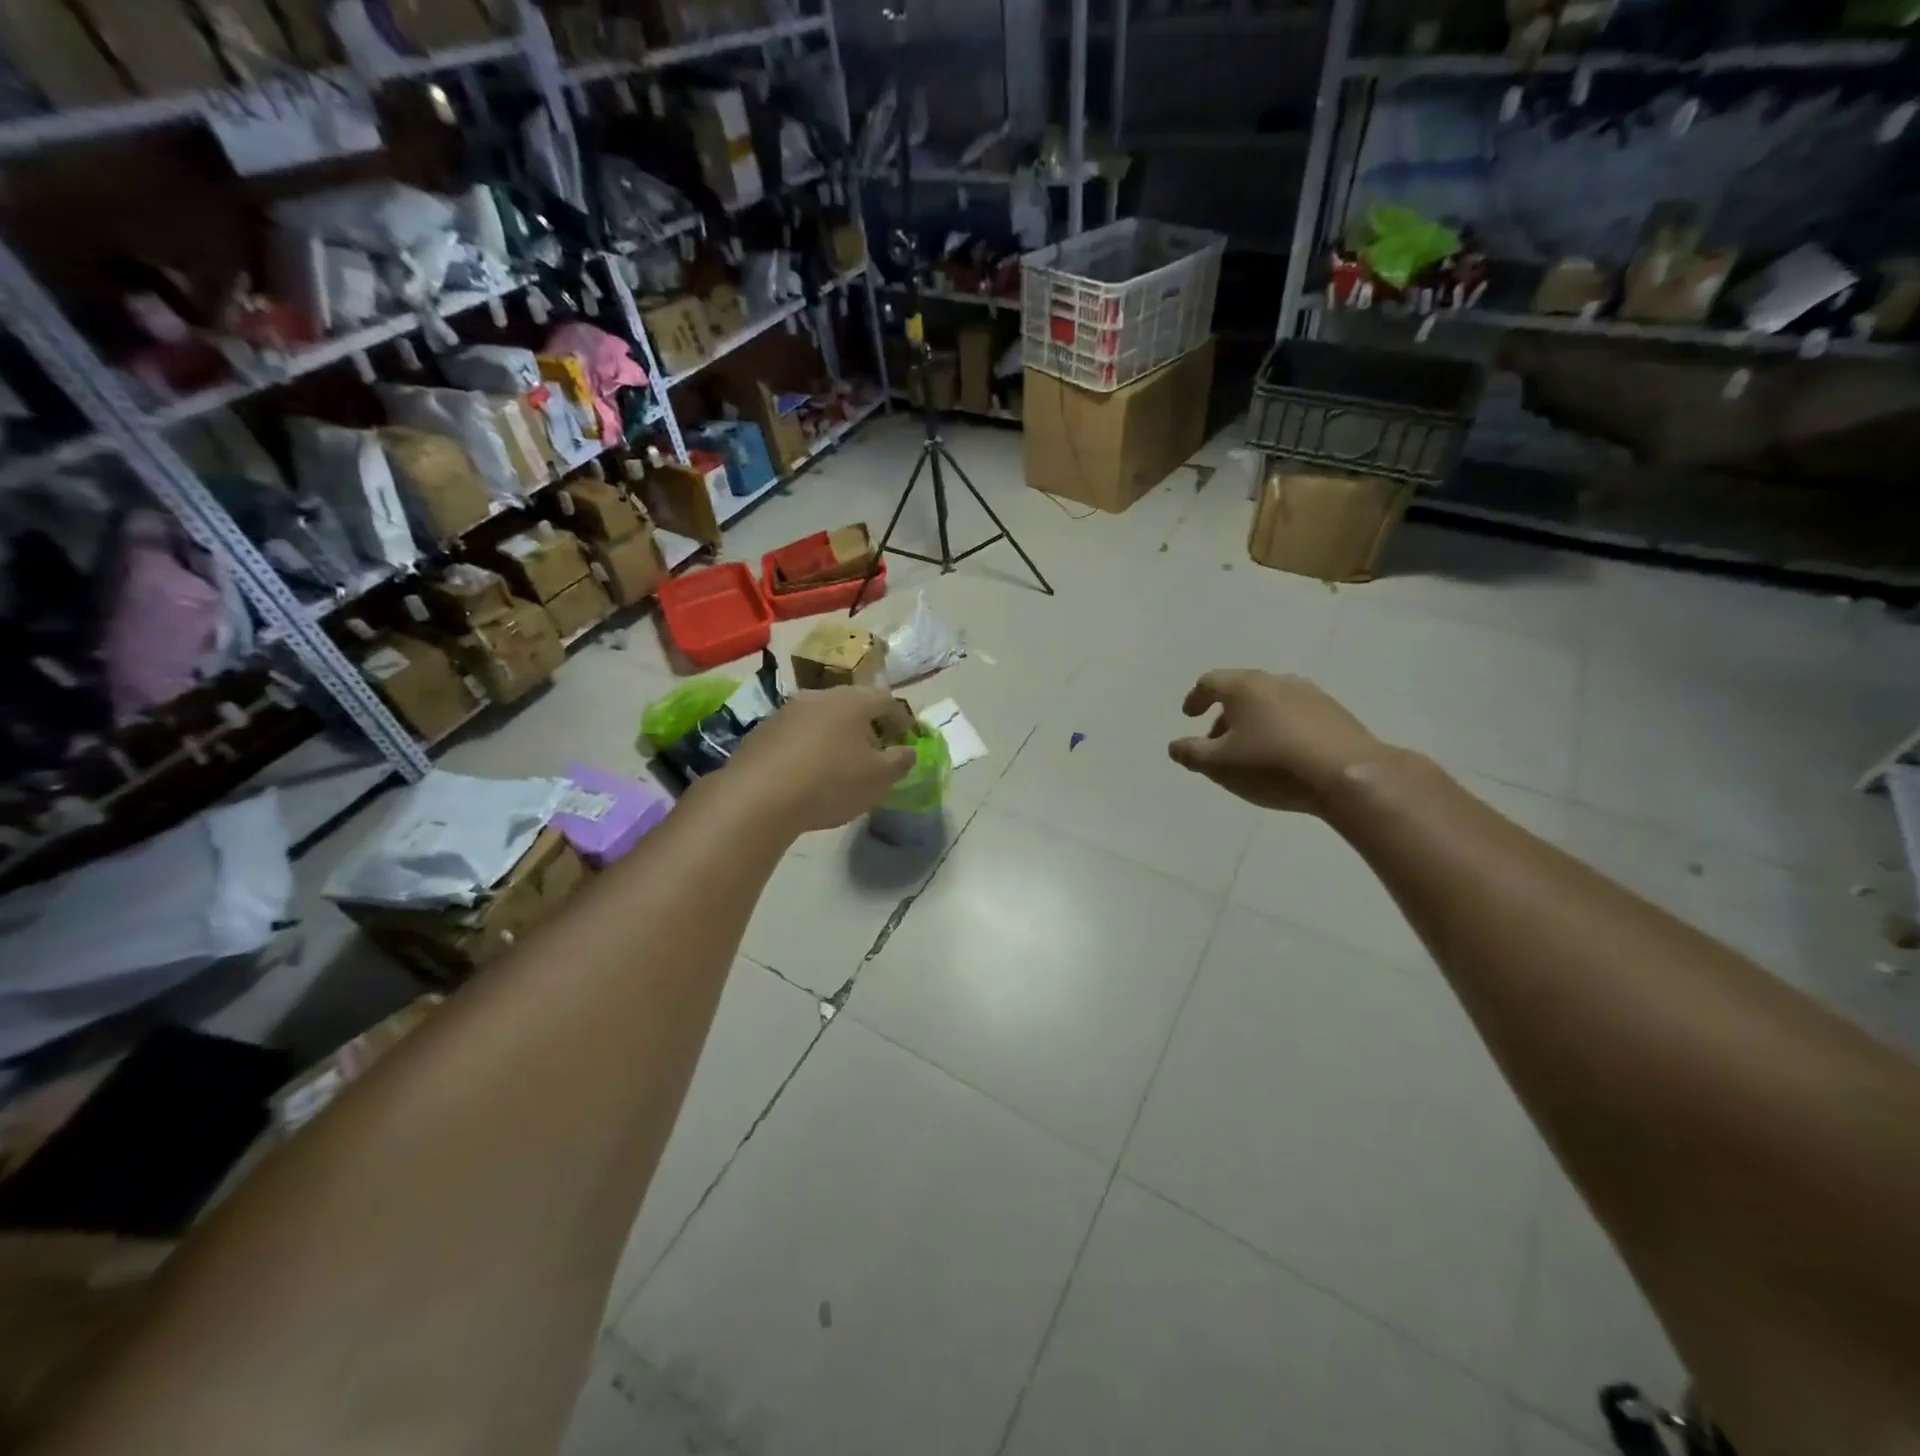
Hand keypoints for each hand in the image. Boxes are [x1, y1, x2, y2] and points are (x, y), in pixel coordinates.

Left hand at [723, 686, 915, 834]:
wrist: (757, 797)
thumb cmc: (830, 783)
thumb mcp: (878, 779)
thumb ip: (900, 762)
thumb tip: (907, 751)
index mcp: (852, 701)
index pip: (886, 700)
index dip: (901, 719)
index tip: (907, 740)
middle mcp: (818, 696)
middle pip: (852, 706)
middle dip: (867, 727)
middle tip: (875, 754)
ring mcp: (786, 711)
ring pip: (822, 719)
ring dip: (836, 737)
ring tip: (841, 766)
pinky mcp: (761, 732)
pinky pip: (796, 735)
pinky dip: (809, 749)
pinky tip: (808, 775)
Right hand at [1168, 669, 1384, 814]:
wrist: (1349, 776)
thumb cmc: (1272, 765)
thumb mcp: (1219, 765)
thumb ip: (1191, 753)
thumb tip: (1175, 746)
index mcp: (1245, 686)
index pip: (1210, 682)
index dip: (1195, 698)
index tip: (1189, 716)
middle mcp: (1277, 681)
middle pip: (1240, 691)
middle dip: (1224, 715)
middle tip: (1217, 744)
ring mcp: (1311, 694)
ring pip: (1270, 703)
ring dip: (1253, 722)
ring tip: (1251, 753)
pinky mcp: (1336, 713)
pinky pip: (1295, 715)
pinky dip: (1280, 729)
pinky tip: (1283, 756)